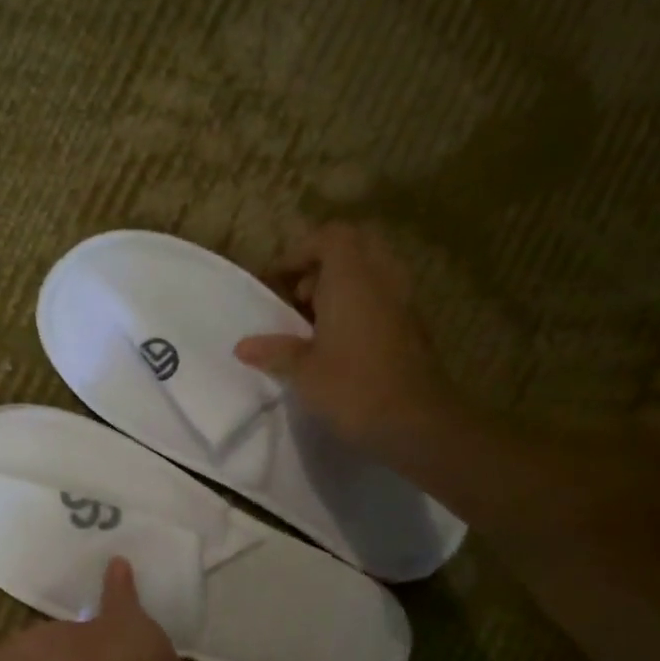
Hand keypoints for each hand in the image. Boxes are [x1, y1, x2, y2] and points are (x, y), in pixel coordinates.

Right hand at [233, 223, 459, 455]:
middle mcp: (383, 280)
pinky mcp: (413, 327)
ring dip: (342, 287)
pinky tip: (339, 342)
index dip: (301, 252)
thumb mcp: (303, 371)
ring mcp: (403, 302)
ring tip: (314, 323)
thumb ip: (274, 351)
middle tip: (299, 297)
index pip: (332, 237)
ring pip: (372, 273)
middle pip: (356, 247)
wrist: (416, 424)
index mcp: (353, 279)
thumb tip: (243, 346)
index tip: (278, 281)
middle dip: (323, 264)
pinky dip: (360, 306)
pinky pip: (383, 298)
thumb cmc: (353, 388)